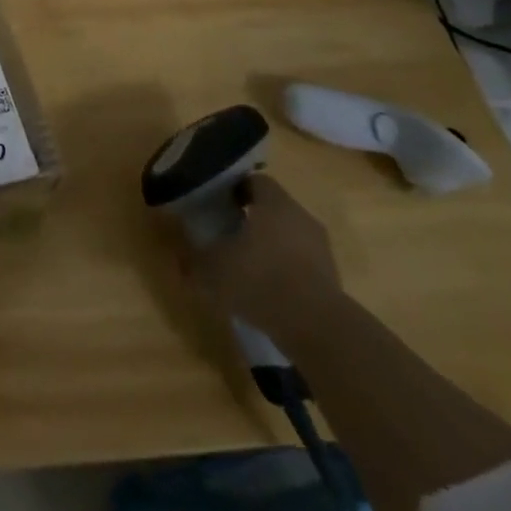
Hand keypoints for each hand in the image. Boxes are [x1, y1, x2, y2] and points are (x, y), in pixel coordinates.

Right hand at [186, 174, 344, 343]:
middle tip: (226, 232)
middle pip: (273, 208)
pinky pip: (301, 263)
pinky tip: (266, 290)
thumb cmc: (260, 280)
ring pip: (288, 236)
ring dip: (269, 245)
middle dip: (250, 218)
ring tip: (245, 264)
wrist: (318, 329)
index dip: (233, 189)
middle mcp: (301, 217)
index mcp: (274, 203)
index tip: (216, 203)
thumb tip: (179, 258)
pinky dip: (284, 270)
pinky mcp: (331, 278)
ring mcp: (321, 248)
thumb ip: (193, 258)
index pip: (254, 180)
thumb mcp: (212, 268)